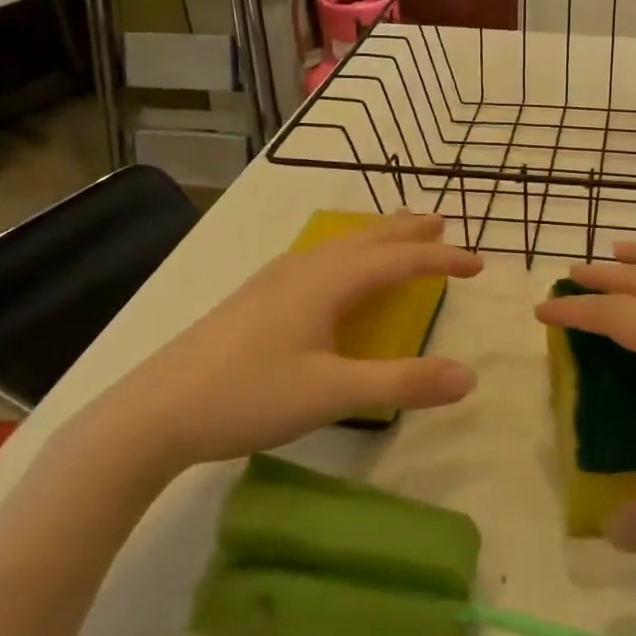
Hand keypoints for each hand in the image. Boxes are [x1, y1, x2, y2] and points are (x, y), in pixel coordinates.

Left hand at [88, 212, 482, 483]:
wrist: (155, 411)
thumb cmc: (248, 396)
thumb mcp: (332, 394)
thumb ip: (402, 382)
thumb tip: (469, 376)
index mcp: (328, 281)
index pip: (400, 259)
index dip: (443, 259)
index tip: (480, 263)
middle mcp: (305, 268)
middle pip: (369, 238)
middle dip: (409, 232)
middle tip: (443, 224)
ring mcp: (276, 279)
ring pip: (341, 246)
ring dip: (379, 239)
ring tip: (402, 237)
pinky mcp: (257, 297)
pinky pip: (321, 260)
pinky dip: (351, 255)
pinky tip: (339, 274)